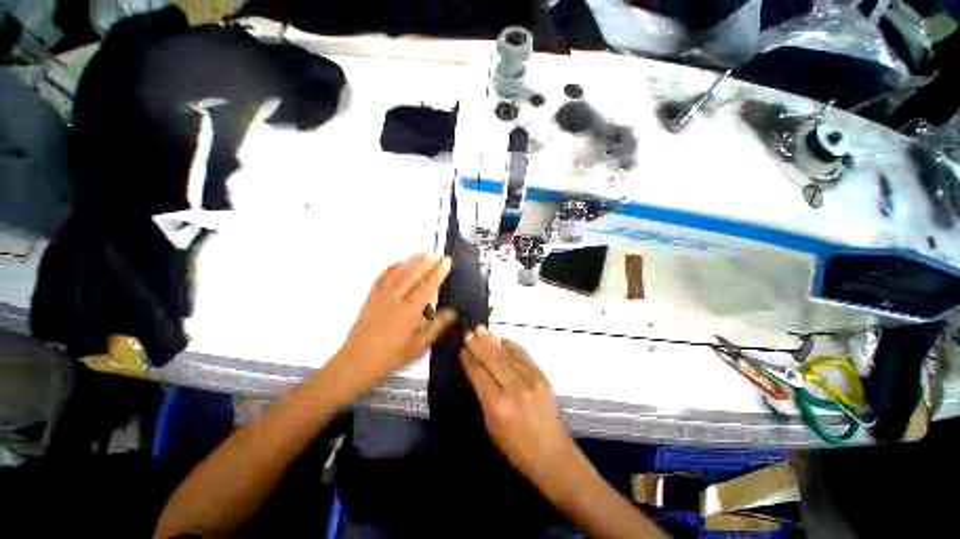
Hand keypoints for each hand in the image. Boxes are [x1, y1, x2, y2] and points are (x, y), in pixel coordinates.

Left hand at [335, 253, 454, 391]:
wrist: (356, 362)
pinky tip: (397, 264)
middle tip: (437, 253)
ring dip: (411, 261)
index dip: (438, 273)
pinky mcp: (370, 298)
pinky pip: (381, 278)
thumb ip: (435, 328)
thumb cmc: (390, 357)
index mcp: (409, 312)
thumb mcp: (418, 347)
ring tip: (422, 253)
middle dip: (427, 262)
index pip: (427, 287)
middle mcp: (395, 300)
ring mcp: (381, 297)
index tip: (446, 261)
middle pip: (413, 275)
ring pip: (398, 273)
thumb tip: (452, 312)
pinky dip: (390, 268)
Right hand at [459, 326, 576, 484]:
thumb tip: (478, 371)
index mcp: (497, 405)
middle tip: (469, 332)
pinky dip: (512, 345)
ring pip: (507, 353)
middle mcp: (513, 388)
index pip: (479, 373)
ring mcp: (530, 380)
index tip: (462, 349)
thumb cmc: (516, 448)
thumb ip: (484, 396)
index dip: (469, 359)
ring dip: (493, 340)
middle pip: (492, 358)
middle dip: (478, 344)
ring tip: (481, 329)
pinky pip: (524, 355)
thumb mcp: (491, 426)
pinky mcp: (542, 376)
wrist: (552, 453)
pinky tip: (503, 340)